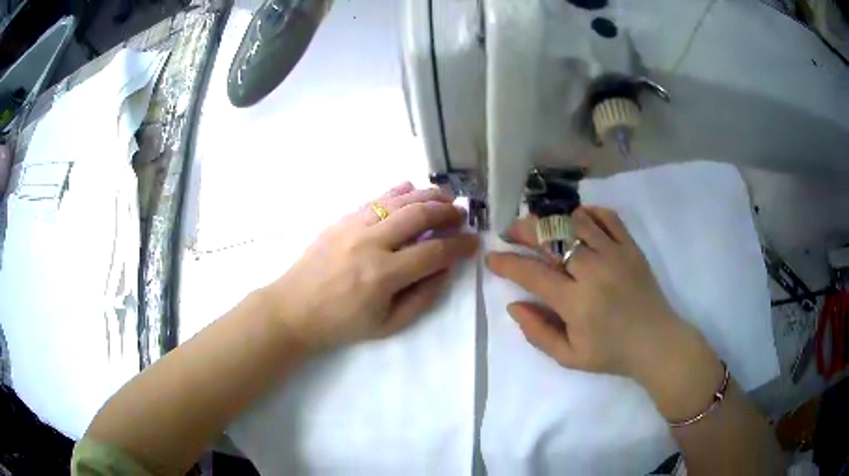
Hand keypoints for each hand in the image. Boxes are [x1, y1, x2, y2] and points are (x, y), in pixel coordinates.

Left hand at [261, 182, 478, 350]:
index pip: (434, 251)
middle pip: (419, 215)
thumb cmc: (341, 324)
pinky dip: (396, 191)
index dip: (460, 245)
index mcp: (383, 275)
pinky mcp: (340, 219)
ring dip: (426, 195)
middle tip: (461, 214)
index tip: (474, 242)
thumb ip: (422, 298)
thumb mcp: (388, 325)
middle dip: (447, 211)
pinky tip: (411, 188)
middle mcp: (370, 243)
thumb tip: (445, 269)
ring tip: (445, 196)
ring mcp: (353, 226)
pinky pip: (374, 198)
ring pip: (398, 200)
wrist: (293, 309)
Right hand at [486, 207, 719, 396]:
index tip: (492, 258)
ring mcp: (615, 254)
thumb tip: (513, 305)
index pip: (532, 273)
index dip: (507, 263)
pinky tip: (577, 219)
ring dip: (552, 219)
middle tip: (510, 232)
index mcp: (576, 302)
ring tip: (541, 226)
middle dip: (524, 230)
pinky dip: (588, 212)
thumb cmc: (612, 353)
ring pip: (576, 221)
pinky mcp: (631, 247)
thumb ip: (538, 332)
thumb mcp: (569, 357)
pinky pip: (608, 217)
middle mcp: (594, 271)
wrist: (657, 343)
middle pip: (552, 237)